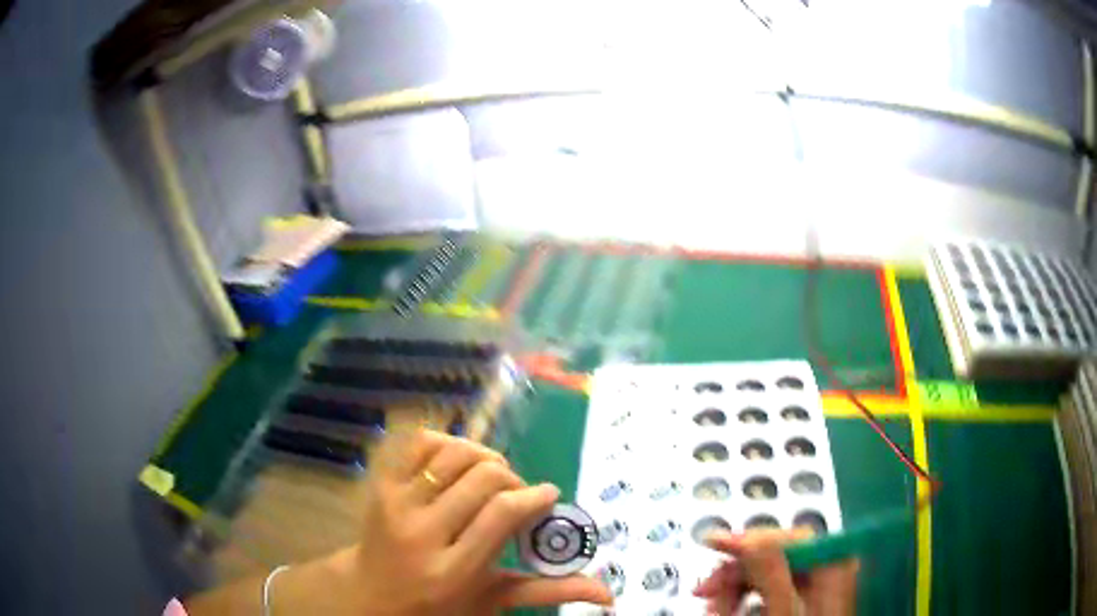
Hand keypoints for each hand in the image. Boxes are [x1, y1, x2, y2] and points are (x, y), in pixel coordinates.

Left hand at [305, 429, 612, 614]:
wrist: (373, 593)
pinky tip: (459, 461)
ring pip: (454, 453)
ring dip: (484, 457)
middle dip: (512, 479)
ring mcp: (396, 505)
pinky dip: (447, 442)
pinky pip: (419, 443)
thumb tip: (608, 593)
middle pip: (482, 478)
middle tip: (518, 493)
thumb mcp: (492, 601)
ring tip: (492, 476)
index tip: (548, 494)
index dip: (534, 496)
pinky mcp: (381, 486)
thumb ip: (547, 591)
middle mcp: (421, 533)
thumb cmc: (439, 604)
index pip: (502, 514)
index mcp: (453, 571)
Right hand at [693, 528, 857, 615]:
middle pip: (776, 555)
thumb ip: (771, 574)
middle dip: (736, 572)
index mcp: (832, 566)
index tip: (714, 543)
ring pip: (768, 573)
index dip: (749, 539)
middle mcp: (827, 570)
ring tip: (714, 608)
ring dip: (735, 587)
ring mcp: (816, 586)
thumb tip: (751, 539)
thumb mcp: (783, 612)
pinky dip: (745, 598)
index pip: (789, 537)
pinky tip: (729, 610)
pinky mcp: (802, 601)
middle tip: (705, 591)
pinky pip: (769, 589)